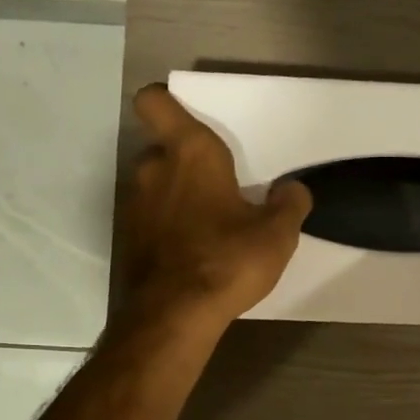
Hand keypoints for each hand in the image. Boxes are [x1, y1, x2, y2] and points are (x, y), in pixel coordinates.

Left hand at [120, 84, 312, 329]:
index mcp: (190, 153)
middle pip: (162, 148)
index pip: (156, 103)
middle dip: (185, 162)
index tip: (188, 119)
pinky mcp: (127, 238)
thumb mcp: (277, 234)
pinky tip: (191, 250)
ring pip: (155, 185)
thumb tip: (292, 190)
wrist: (174, 316)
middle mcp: (153, 169)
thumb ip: (289, 204)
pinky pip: (149, 217)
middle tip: (218, 187)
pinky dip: (165, 225)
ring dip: (175, 195)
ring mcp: (134, 204)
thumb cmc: (227, 260)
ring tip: (207, 223)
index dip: (166, 103)